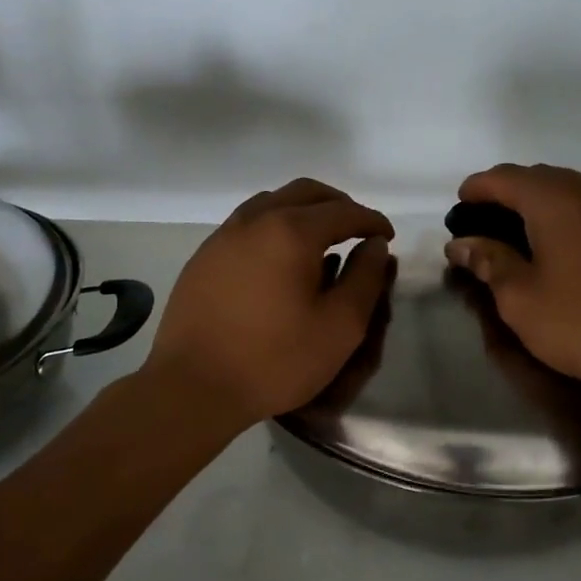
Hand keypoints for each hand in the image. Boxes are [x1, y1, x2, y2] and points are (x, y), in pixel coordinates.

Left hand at [144, 178, 393, 426]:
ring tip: (320, 239)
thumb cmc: (275, 360)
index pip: (344, 211)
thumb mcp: (340, 326)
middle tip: (357, 230)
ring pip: (272, 201)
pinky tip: (279, 258)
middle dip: (339, 205)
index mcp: (292, 232)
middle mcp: (256, 220)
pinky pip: (247, 223)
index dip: (372, 221)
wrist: (193, 387)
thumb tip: (375, 245)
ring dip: (303, 210)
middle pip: (306, 193)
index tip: (387, 237)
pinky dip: (274, 225)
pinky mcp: (204, 256)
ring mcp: (224, 236)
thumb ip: (365, 279)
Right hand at [446, 163, 580, 400]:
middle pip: (534, 177)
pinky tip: (559, 244)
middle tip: (483, 229)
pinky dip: (564, 213)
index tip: (457, 212)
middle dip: (504, 195)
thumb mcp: (522, 299)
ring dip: (536, 203)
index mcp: (553, 198)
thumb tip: (461, 243)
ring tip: (518, 236)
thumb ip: (488, 262)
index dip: (474, 190)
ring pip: (565, 188)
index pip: (501, 178)